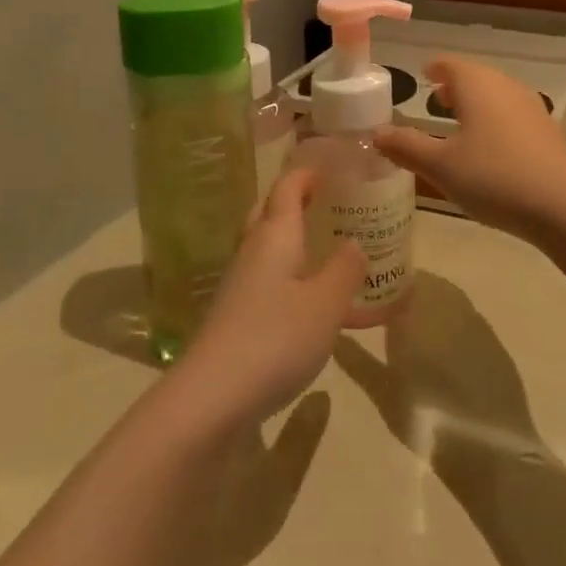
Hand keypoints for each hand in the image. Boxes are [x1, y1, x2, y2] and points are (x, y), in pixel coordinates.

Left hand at [173, 170, 364, 431]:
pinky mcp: (236, 319)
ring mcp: (240, 287)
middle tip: (329, 203)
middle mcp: (253, 253)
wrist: (211, 398)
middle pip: (270, 213)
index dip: (306, 174)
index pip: (287, 188)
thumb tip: (355, 242)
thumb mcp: (326, 303)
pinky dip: (292, 279)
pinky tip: (313, 303)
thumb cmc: (275, 338)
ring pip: (269, 250)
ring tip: (329, 250)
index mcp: (274, 236)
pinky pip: (269, 283)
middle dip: (295, 202)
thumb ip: (345, 269)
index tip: (330, 167)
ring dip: (294, 242)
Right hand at [333, 274, 536, 474]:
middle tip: (386, 315)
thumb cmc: (426, 418)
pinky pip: (467, 318)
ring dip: (430, 306)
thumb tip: (335, 337)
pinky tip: (444, 350)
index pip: (398, 277)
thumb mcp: (382, 391)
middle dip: (405, 294)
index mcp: (417, 309)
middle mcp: (448, 304)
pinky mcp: (494, 339)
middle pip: (424, 284)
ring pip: (448, 298)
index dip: (382, 284)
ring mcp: (475, 319)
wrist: (488, 448)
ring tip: (413, 332)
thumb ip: (356, 359)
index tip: (367, 297)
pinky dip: (452, 324)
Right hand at [375, 59, 565, 241]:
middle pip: (476, 76)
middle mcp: (505, 87)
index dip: (434, 68)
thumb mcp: (440, 166)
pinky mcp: (547, 131)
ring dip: (476, 102)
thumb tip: (376, 133)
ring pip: (496, 94)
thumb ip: (406, 147)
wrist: (563, 206)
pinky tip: (489, 146)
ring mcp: (531, 107)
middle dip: (454, 85)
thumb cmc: (493, 178)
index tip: (423, 73)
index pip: (451, 64)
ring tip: (458, 121)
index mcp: (477, 85)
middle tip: (435, 97)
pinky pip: (512, 113)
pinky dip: (494, 119)